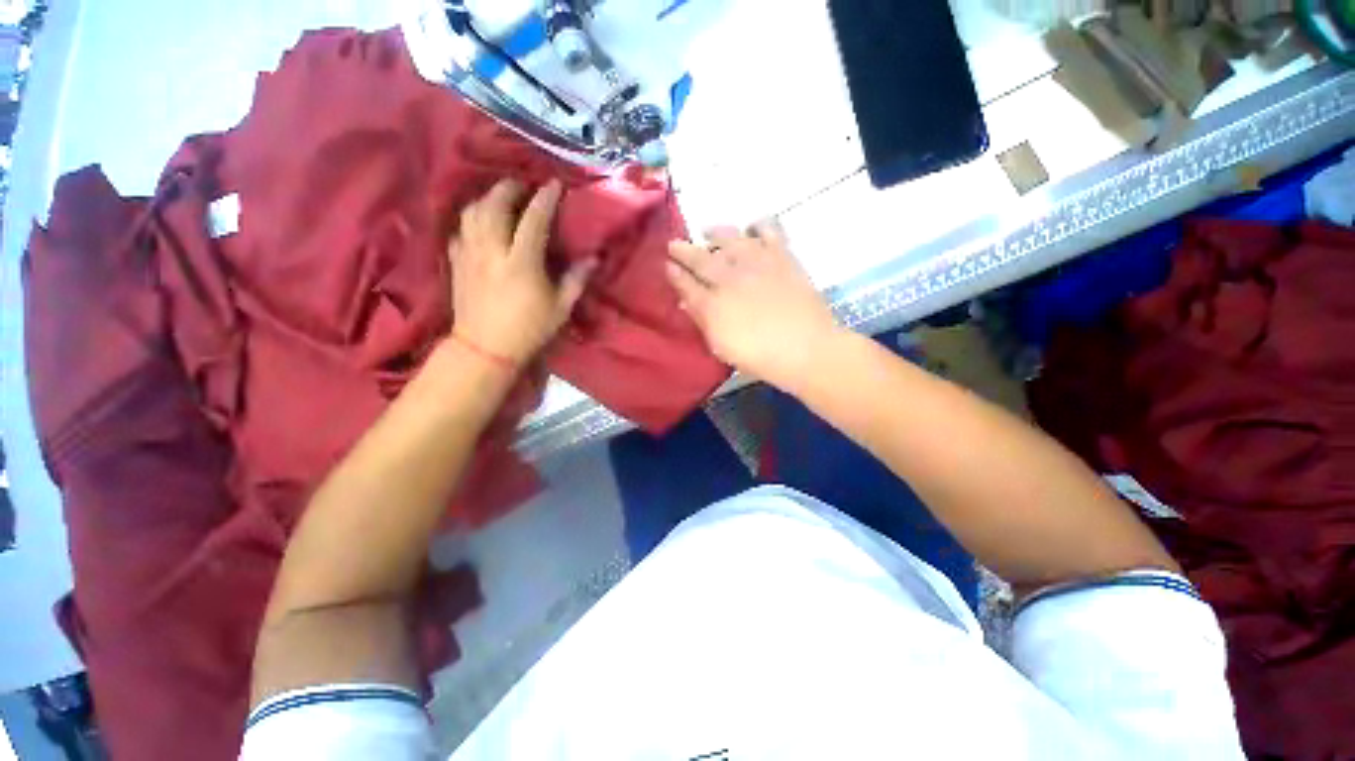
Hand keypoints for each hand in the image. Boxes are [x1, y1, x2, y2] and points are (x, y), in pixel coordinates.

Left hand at [450, 179, 596, 365]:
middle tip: (522, 186)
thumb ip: (576, 280)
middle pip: (495, 205)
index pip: (533, 220)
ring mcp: (470, 254)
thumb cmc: (528, 329)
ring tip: (501, 199)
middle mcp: (492, 251)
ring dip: (487, 198)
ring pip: (472, 212)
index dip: (545, 199)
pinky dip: (471, 220)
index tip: (554, 184)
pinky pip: (459, 230)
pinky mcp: (456, 262)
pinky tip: (480, 224)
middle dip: (509, 188)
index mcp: (522, 262)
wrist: (485, 348)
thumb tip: (593, 259)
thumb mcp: (560, 308)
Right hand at [666, 220, 842, 390]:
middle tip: (674, 244)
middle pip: (701, 258)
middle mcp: (730, 278)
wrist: (806, 348)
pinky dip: (758, 225)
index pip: (686, 283)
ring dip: (715, 233)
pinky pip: (768, 230)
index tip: (666, 265)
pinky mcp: (781, 257)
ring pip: (729, 238)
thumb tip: (686, 301)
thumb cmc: (760, 357)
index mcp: (713, 304)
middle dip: (683, 250)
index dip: (674, 273)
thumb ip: (702, 321)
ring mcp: (756, 263)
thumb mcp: (722, 347)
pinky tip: (753, 228)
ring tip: (707, 231)